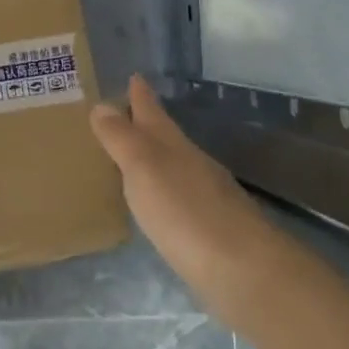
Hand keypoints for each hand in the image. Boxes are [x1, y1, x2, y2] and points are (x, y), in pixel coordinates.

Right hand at [90, 75, 286, 328]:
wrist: (245, 272)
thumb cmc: (185, 212)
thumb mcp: (143, 168)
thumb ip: (121, 138)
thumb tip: (102, 104)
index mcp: (173, 145)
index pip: (152, 111)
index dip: (141, 95)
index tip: (134, 76)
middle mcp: (192, 164)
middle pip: (165, 136)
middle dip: (146, 124)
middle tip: (122, 114)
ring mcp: (206, 197)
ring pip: (174, 167)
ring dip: (154, 160)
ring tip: (131, 159)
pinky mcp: (212, 230)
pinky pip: (179, 198)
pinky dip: (164, 193)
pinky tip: (157, 205)